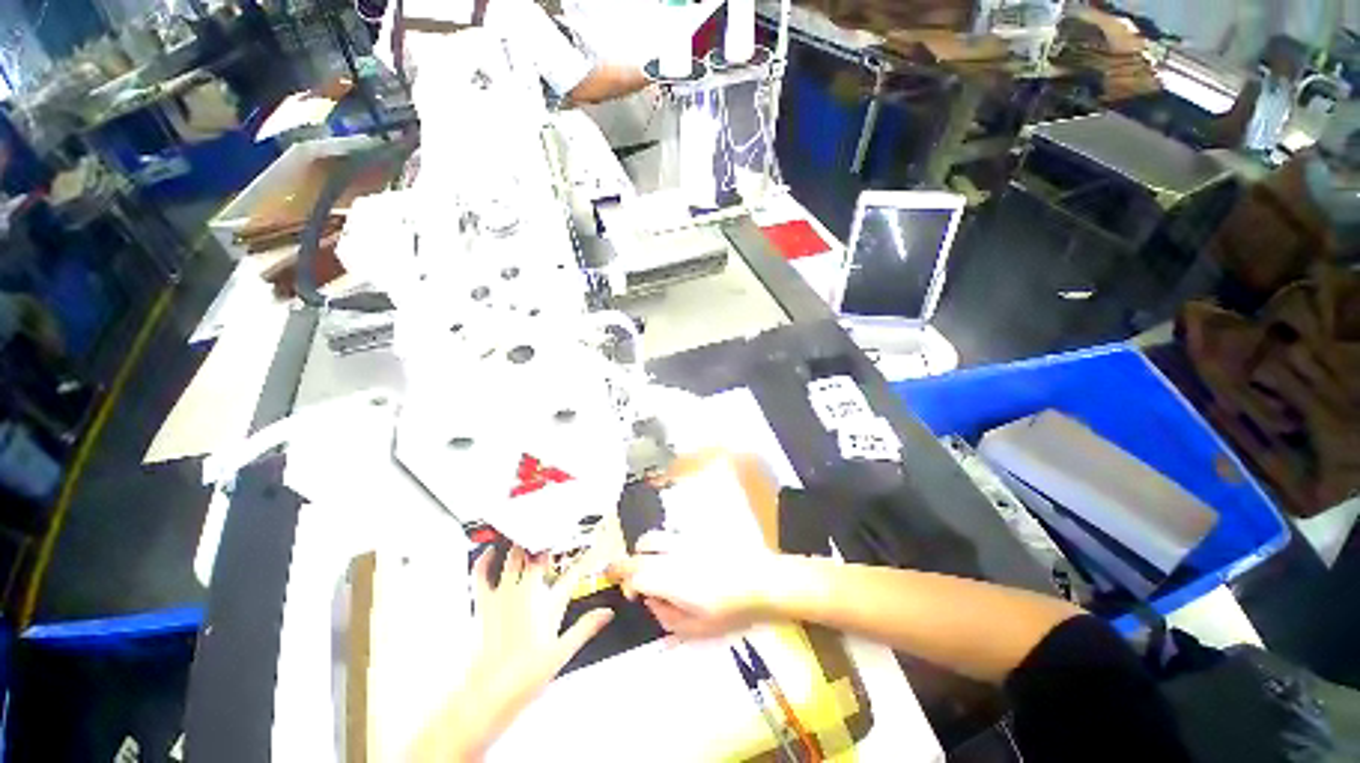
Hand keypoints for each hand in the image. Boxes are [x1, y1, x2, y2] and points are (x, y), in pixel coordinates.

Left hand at [420, 546, 614, 760]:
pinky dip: (485, 559)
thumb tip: (607, 613)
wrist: (489, 692)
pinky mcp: (485, 602)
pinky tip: (489, 551)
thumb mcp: (562, 652)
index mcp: (548, 602)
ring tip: (530, 532)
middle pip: (540, 556)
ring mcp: (505, 594)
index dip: (583, 559)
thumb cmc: (524, 675)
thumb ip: (586, 627)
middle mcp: (527, 591)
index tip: (592, 547)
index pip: (572, 574)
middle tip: (556, 534)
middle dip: (549, 543)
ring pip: (515, 557)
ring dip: (523, 545)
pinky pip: (482, 574)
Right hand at [607, 531, 777, 638]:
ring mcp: (684, 540)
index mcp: (668, 578)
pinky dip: (663, 545)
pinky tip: (675, 560)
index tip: (631, 596)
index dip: (625, 584)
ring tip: (649, 565)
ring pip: (652, 537)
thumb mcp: (696, 628)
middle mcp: (671, 554)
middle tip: (629, 579)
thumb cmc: (730, 610)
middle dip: (626, 565)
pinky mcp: (696, 534)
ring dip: (643, 551)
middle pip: (638, 552)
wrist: (761, 581)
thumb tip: (654, 602)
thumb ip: (667, 616)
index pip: (634, 574)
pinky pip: (670, 535)